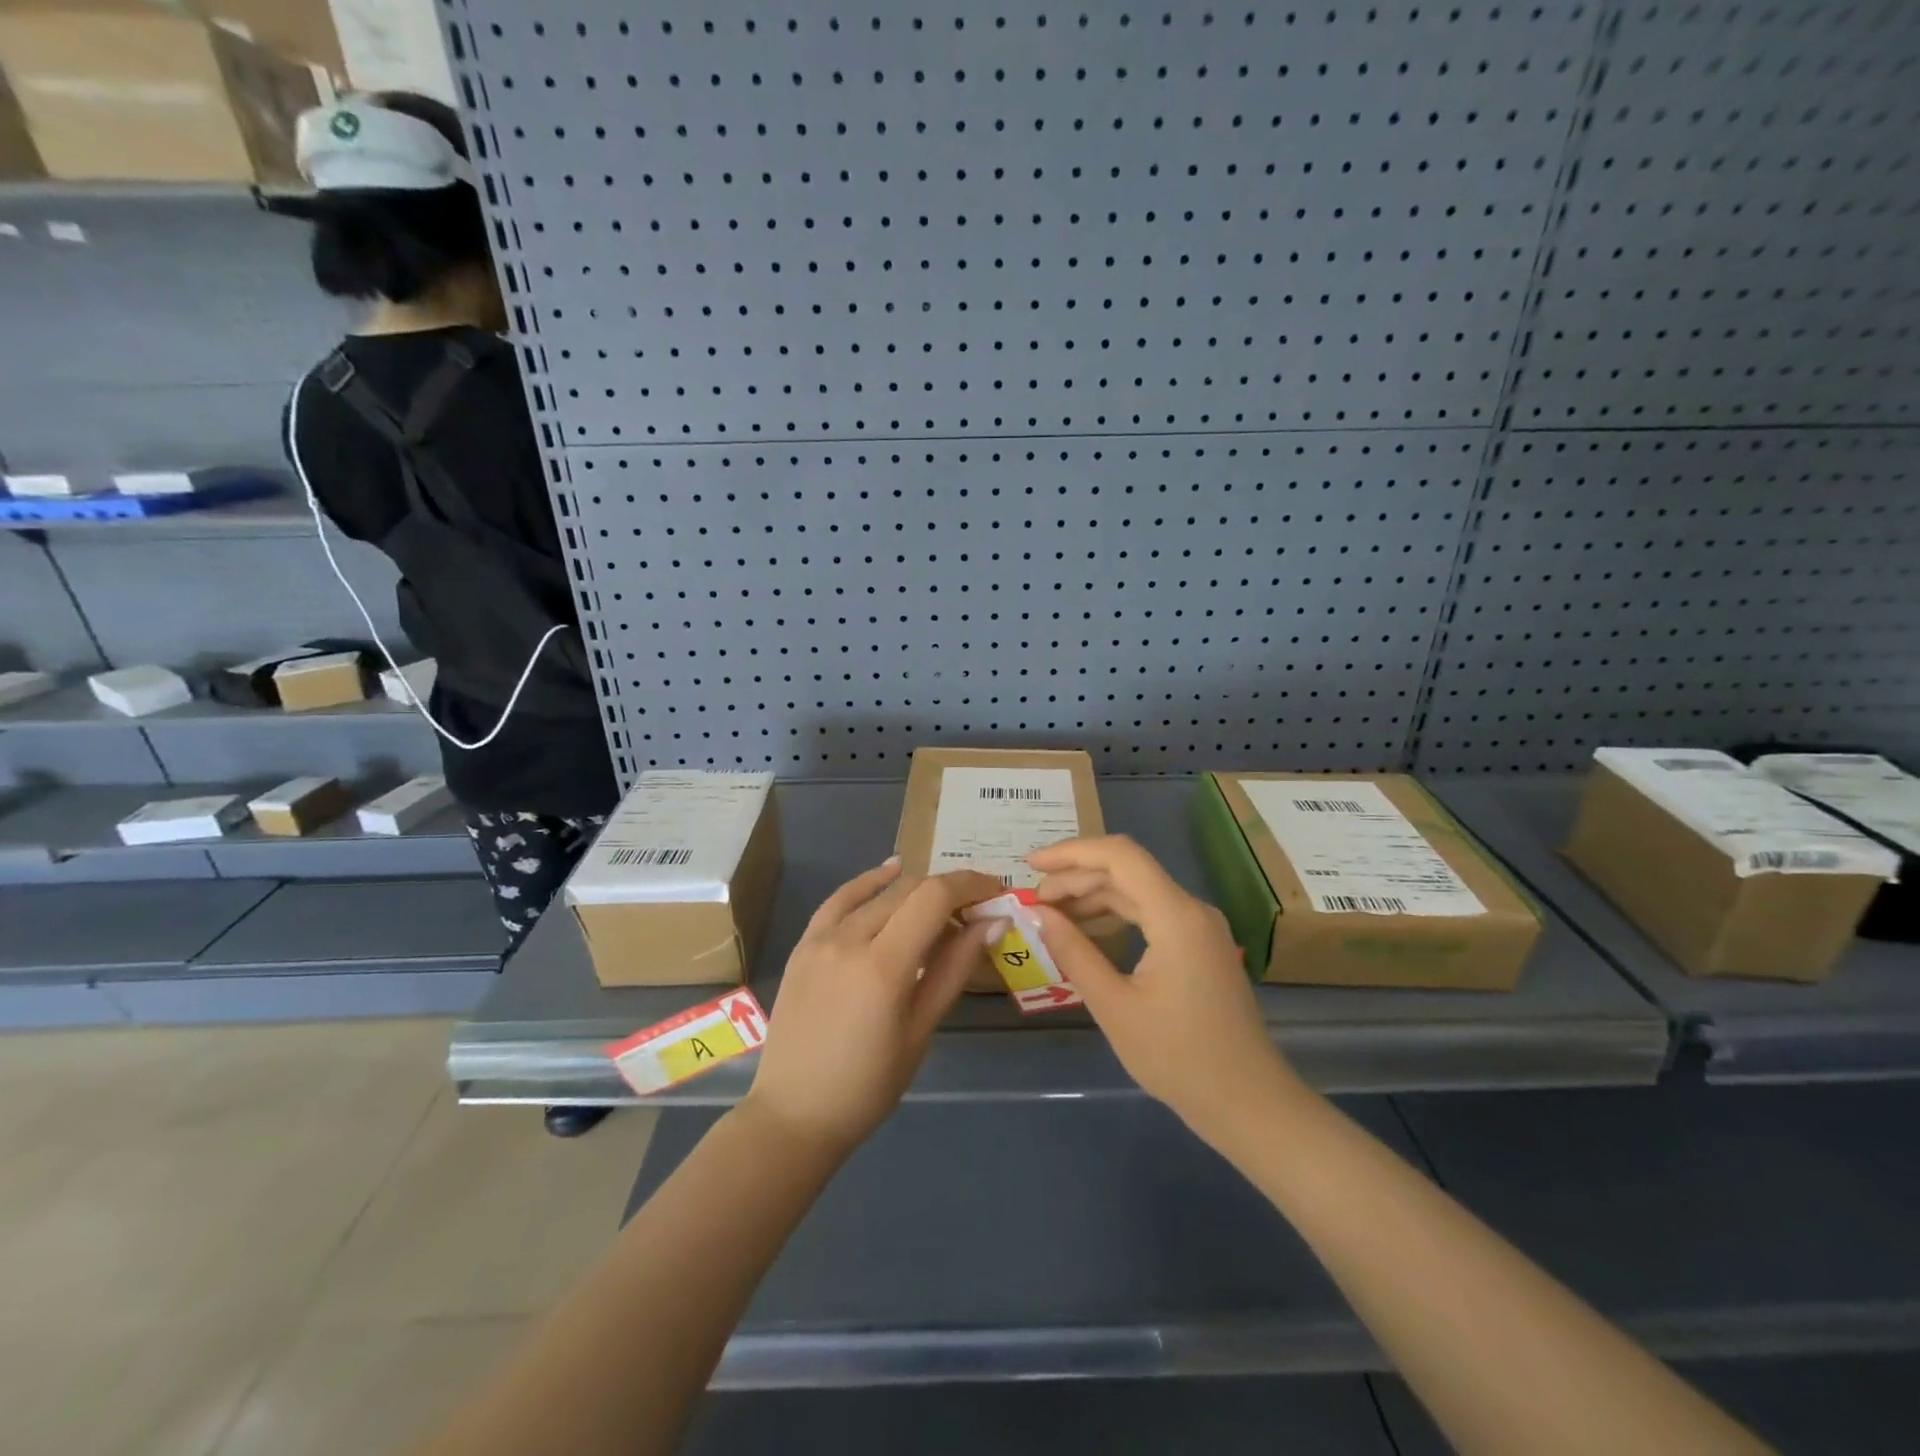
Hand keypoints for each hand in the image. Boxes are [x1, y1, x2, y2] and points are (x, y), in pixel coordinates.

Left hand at [746, 859, 1001, 1152]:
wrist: (794, 1114)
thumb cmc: (868, 1085)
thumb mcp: (921, 1030)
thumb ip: (955, 969)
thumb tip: (993, 923)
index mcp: (883, 966)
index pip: (935, 898)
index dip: (971, 885)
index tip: (997, 892)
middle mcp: (849, 939)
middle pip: (910, 889)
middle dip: (950, 890)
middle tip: (976, 910)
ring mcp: (820, 938)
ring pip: (879, 892)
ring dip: (916, 890)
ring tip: (942, 906)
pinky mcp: (804, 944)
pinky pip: (840, 899)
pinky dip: (869, 882)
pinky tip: (891, 871)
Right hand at [1029, 836, 1295, 1139]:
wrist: (1247, 1103)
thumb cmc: (1178, 1058)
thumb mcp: (1114, 1006)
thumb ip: (1074, 952)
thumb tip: (1039, 913)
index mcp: (1176, 916)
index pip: (1119, 856)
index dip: (1071, 852)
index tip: (1032, 865)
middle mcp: (1191, 909)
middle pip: (1127, 870)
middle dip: (1076, 878)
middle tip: (1034, 901)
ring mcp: (1199, 927)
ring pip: (1138, 890)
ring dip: (1093, 895)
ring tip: (1052, 913)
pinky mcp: (1199, 945)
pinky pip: (1151, 912)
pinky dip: (1115, 914)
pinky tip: (1088, 930)